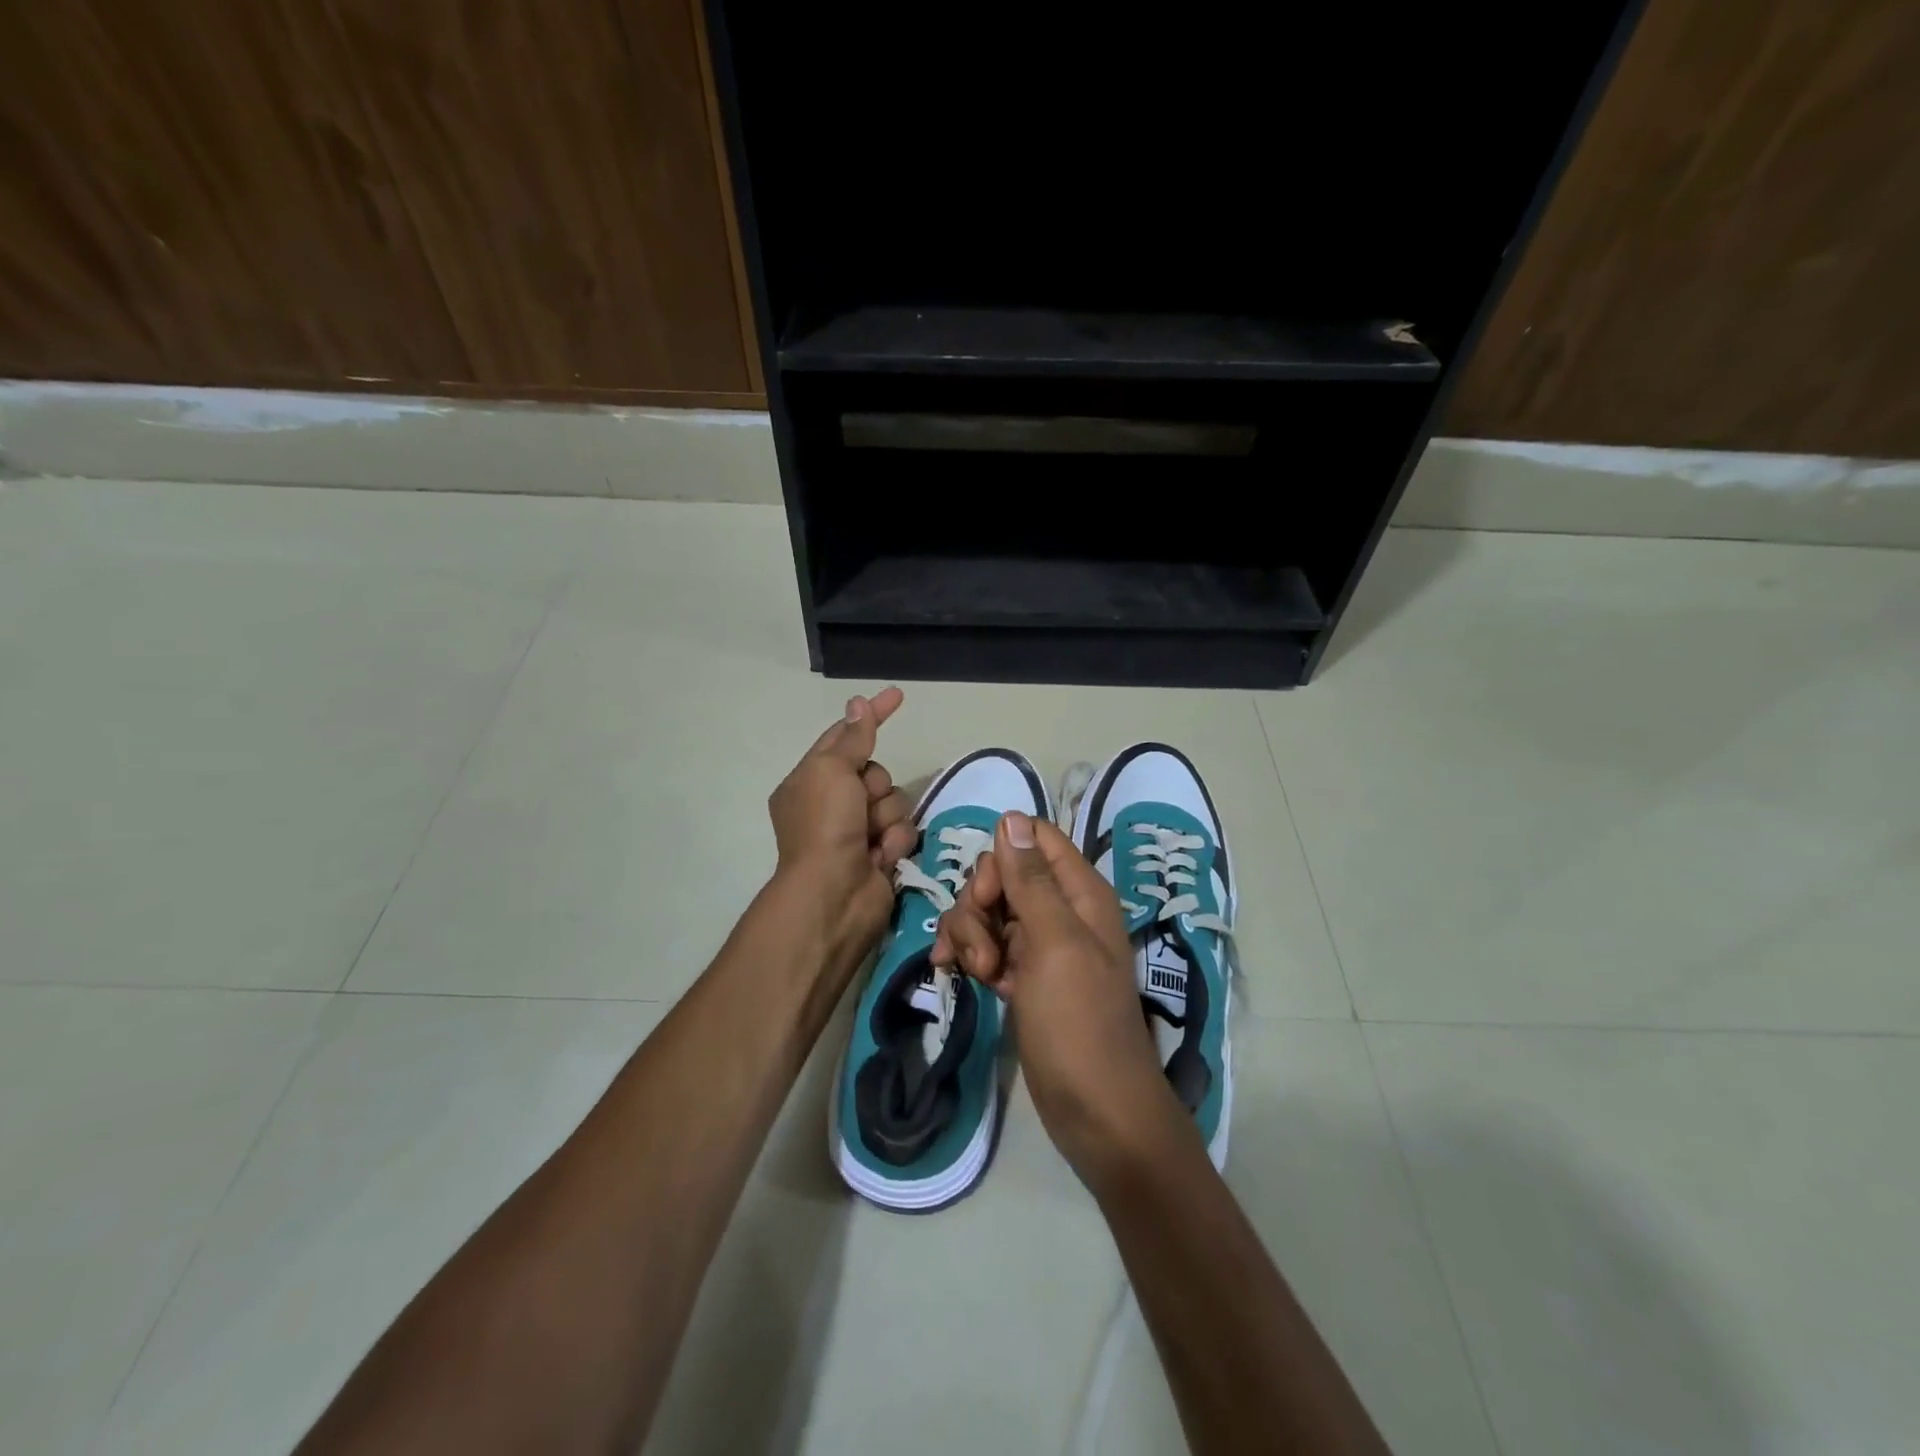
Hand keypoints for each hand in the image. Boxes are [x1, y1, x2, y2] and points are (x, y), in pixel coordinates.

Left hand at [767, 687, 916, 968]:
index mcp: (810, 780)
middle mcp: (832, 803)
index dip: (870, 716)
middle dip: (875, 786)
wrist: (833, 894)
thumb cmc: (824, 825)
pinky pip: (902, 831)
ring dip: (886, 816)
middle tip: (860, 804)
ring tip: (870, 838)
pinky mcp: (880, 853)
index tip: (897, 694)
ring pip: (894, 801)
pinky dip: (893, 841)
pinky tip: (879, 857)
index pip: (844, 736)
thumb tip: (858, 703)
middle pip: (876, 771)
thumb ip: (852, 737)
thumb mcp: (832, 770)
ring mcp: (857, 830)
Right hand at [932, 810, 1190, 1186]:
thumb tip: (1011, 817)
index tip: (987, 896)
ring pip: (987, 911)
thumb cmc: (1079, 1021)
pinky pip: (985, 944)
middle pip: (1002, 874)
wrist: (1095, 1110)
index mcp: (1080, 892)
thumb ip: (1031, 879)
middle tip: (984, 950)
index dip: (1001, 858)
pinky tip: (959, 977)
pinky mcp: (1021, 975)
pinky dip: (970, 955)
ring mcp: (1040, 944)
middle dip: (978, 905)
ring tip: (978, 974)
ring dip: (970, 936)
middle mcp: (1061, 909)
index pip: (1033, 838)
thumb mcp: (1054, 943)